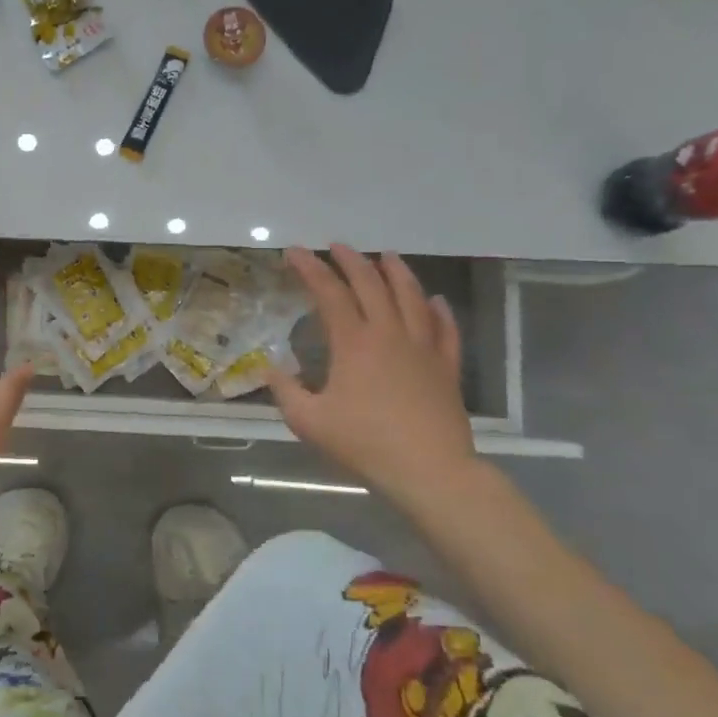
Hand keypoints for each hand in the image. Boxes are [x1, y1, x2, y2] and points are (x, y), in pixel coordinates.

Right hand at [268, 247, 477, 501]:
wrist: (429, 470)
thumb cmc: (364, 443)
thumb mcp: (308, 421)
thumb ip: (285, 390)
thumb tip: (270, 367)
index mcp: (354, 343)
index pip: (329, 293)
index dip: (311, 268)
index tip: (296, 252)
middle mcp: (390, 334)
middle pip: (371, 285)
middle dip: (352, 261)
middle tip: (338, 246)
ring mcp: (423, 348)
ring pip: (412, 298)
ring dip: (397, 273)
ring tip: (387, 256)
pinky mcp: (447, 367)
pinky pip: (445, 329)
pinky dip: (439, 311)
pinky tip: (435, 301)